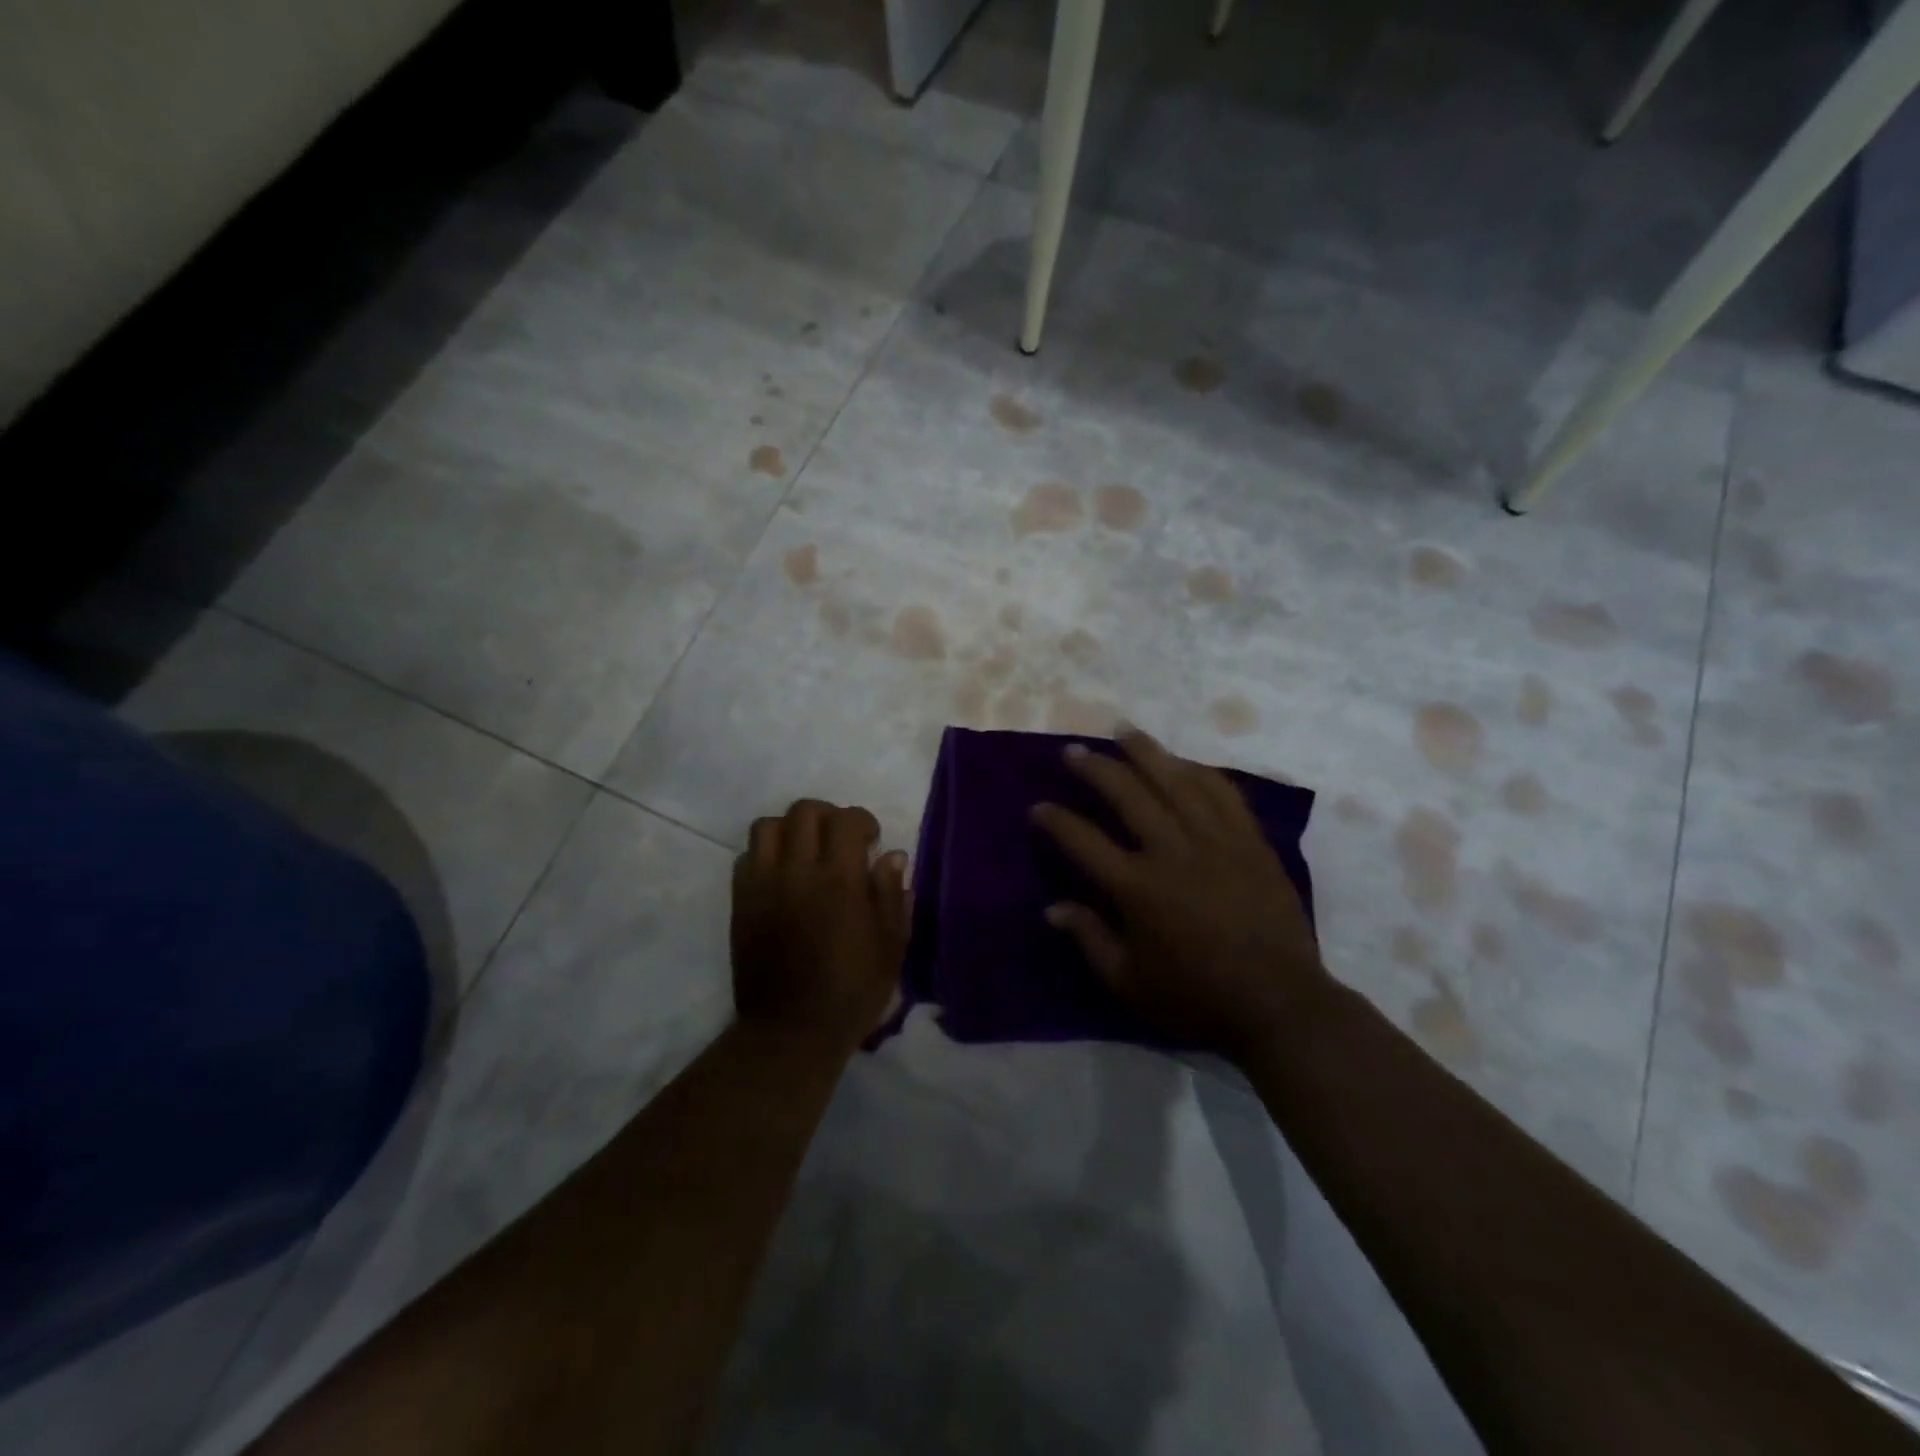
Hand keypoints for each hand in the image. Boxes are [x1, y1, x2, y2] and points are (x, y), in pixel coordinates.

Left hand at [731, 799, 910, 1052]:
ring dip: (791, 830)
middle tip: (840, 841)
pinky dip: (765, 854)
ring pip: (767, 826)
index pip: (845, 820)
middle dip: (828, 816)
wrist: (792, 1030)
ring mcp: (763, 885)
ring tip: (805, 852)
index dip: (862, 821)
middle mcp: (797, 872)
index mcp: (839, 881)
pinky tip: (781, 876)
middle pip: (804, 811)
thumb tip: (893, 855)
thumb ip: (892, 894)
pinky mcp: (741, 902)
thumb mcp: (891, 946)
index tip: (871, 842)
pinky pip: (746, 857)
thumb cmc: (852, 990)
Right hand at [1030, 730, 1329, 1063]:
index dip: (1056, 820)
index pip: (1083, 841)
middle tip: (1074, 750)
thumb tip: (1052, 908)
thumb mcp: (1129, 983)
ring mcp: (1216, 840)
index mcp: (1138, 888)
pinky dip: (1199, 771)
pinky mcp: (1250, 841)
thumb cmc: (1197, 998)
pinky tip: (1184, 762)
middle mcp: (1173, 851)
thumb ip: (1089, 939)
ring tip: (1123, 731)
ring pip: (1176, 780)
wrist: (1279, 1003)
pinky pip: (1223, 792)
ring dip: (1145, 752)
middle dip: (1095, 767)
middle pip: (1128, 794)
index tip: (1038, 807)